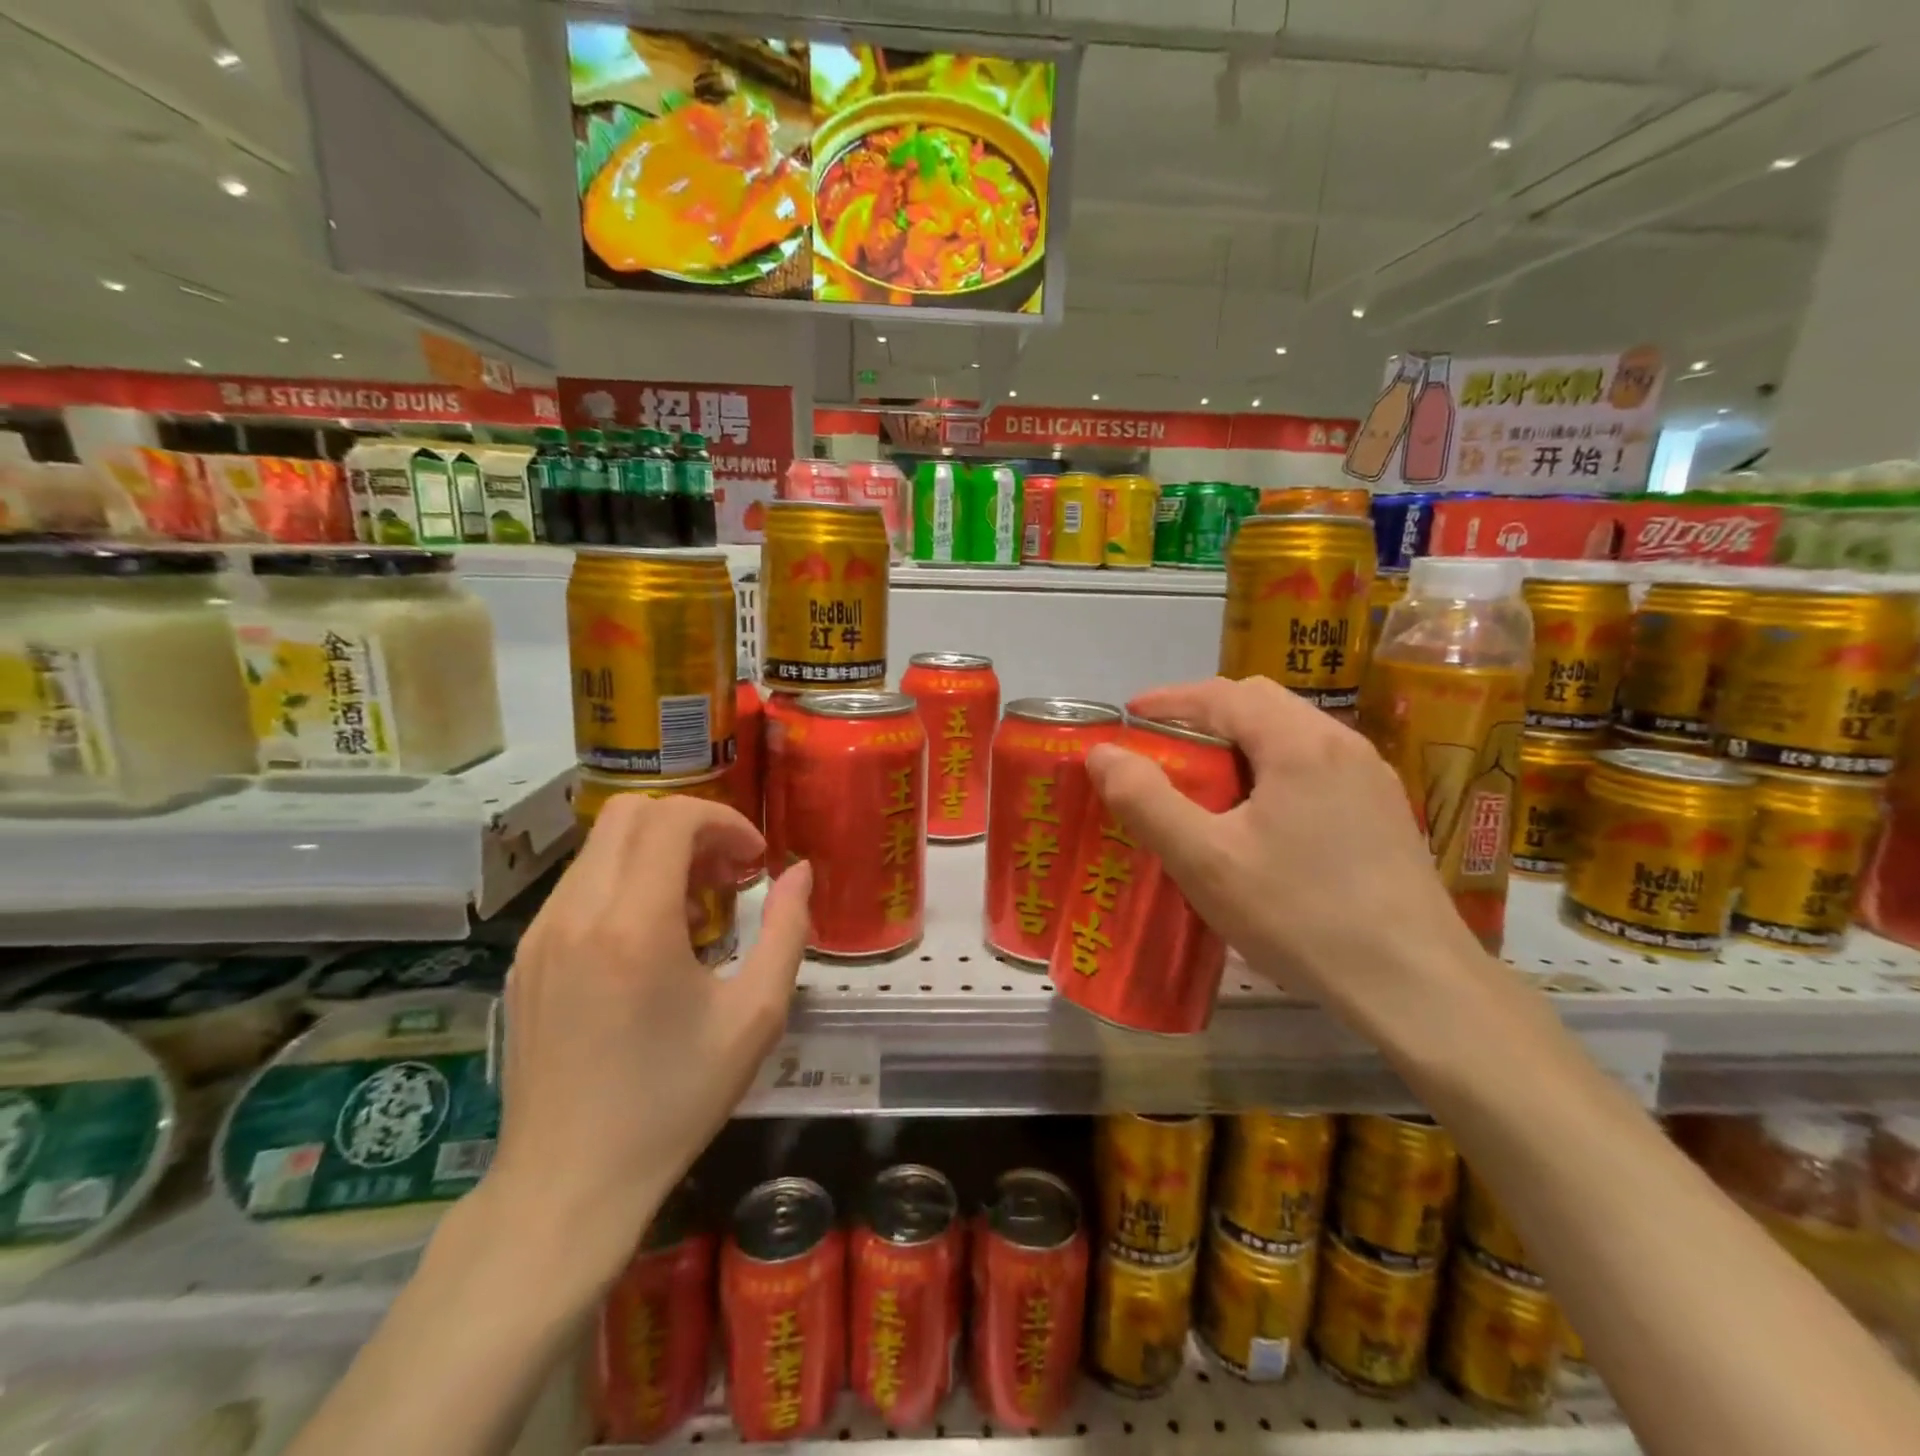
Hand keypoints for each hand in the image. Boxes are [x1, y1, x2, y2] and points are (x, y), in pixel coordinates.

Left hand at [484, 795, 811, 1287]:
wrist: (569, 1183)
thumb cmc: (674, 1101)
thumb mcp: (755, 1016)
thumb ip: (787, 930)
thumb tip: (801, 873)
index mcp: (633, 925)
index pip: (671, 819)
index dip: (724, 822)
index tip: (755, 861)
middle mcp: (575, 914)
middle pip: (629, 814)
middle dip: (690, 826)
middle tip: (728, 874)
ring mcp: (539, 935)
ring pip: (599, 846)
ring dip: (655, 852)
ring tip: (695, 905)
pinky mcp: (524, 958)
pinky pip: (577, 885)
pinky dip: (623, 880)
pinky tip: (650, 937)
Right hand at [1085, 675, 1494, 1041]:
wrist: (1416, 986)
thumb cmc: (1301, 915)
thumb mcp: (1206, 861)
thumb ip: (1147, 801)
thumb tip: (1103, 754)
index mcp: (1299, 743)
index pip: (1222, 694)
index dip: (1168, 700)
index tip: (1128, 718)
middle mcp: (1341, 744)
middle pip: (1260, 703)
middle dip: (1202, 716)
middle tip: (1162, 751)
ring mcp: (1370, 778)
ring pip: (1290, 734)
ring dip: (1238, 744)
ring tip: (1203, 785)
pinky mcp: (1382, 812)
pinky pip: (1314, 766)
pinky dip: (1270, 770)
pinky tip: (1257, 820)